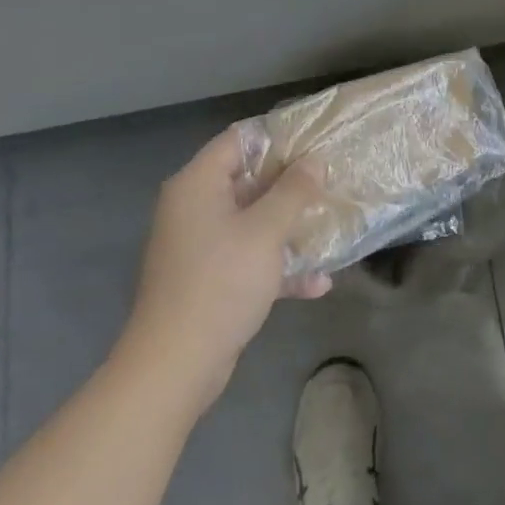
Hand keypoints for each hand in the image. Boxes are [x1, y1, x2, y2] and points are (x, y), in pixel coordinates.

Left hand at [118, 128, 329, 412]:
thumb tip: (314, 161)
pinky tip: (318, 283)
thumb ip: (293, 191)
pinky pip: (249, 258)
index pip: (239, 139)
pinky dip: (278, 266)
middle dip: (291, 182)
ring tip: (331, 222)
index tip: (316, 139)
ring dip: (289, 225)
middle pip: (248, 179)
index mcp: (197, 185)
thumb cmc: (220, 283)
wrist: (173, 368)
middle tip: (331, 178)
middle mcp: (194, 208)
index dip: (278, 136)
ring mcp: (200, 246)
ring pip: (252, 220)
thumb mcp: (266, 231)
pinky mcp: (209, 280)